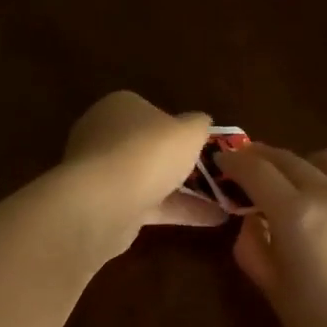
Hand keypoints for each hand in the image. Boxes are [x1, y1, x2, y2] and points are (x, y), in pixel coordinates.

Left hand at [59, 92, 223, 256]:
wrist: (103, 204)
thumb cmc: (147, 154)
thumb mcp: (188, 131)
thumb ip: (198, 125)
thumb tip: (201, 122)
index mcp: (119, 106)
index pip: (151, 111)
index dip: (177, 126)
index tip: (202, 143)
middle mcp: (105, 136)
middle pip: (149, 147)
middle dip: (178, 162)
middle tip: (213, 173)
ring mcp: (103, 174)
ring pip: (149, 179)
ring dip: (184, 191)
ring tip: (224, 202)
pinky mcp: (106, 206)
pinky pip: (148, 205)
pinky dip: (177, 211)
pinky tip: (212, 220)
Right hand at [216, 142, 326, 326]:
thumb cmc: (319, 320)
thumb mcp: (272, 287)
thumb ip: (253, 248)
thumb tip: (251, 223)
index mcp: (295, 212)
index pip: (258, 171)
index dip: (235, 162)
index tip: (221, 160)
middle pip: (290, 159)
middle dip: (262, 156)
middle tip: (244, 165)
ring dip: (301, 160)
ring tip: (289, 179)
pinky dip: (325, 177)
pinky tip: (318, 202)